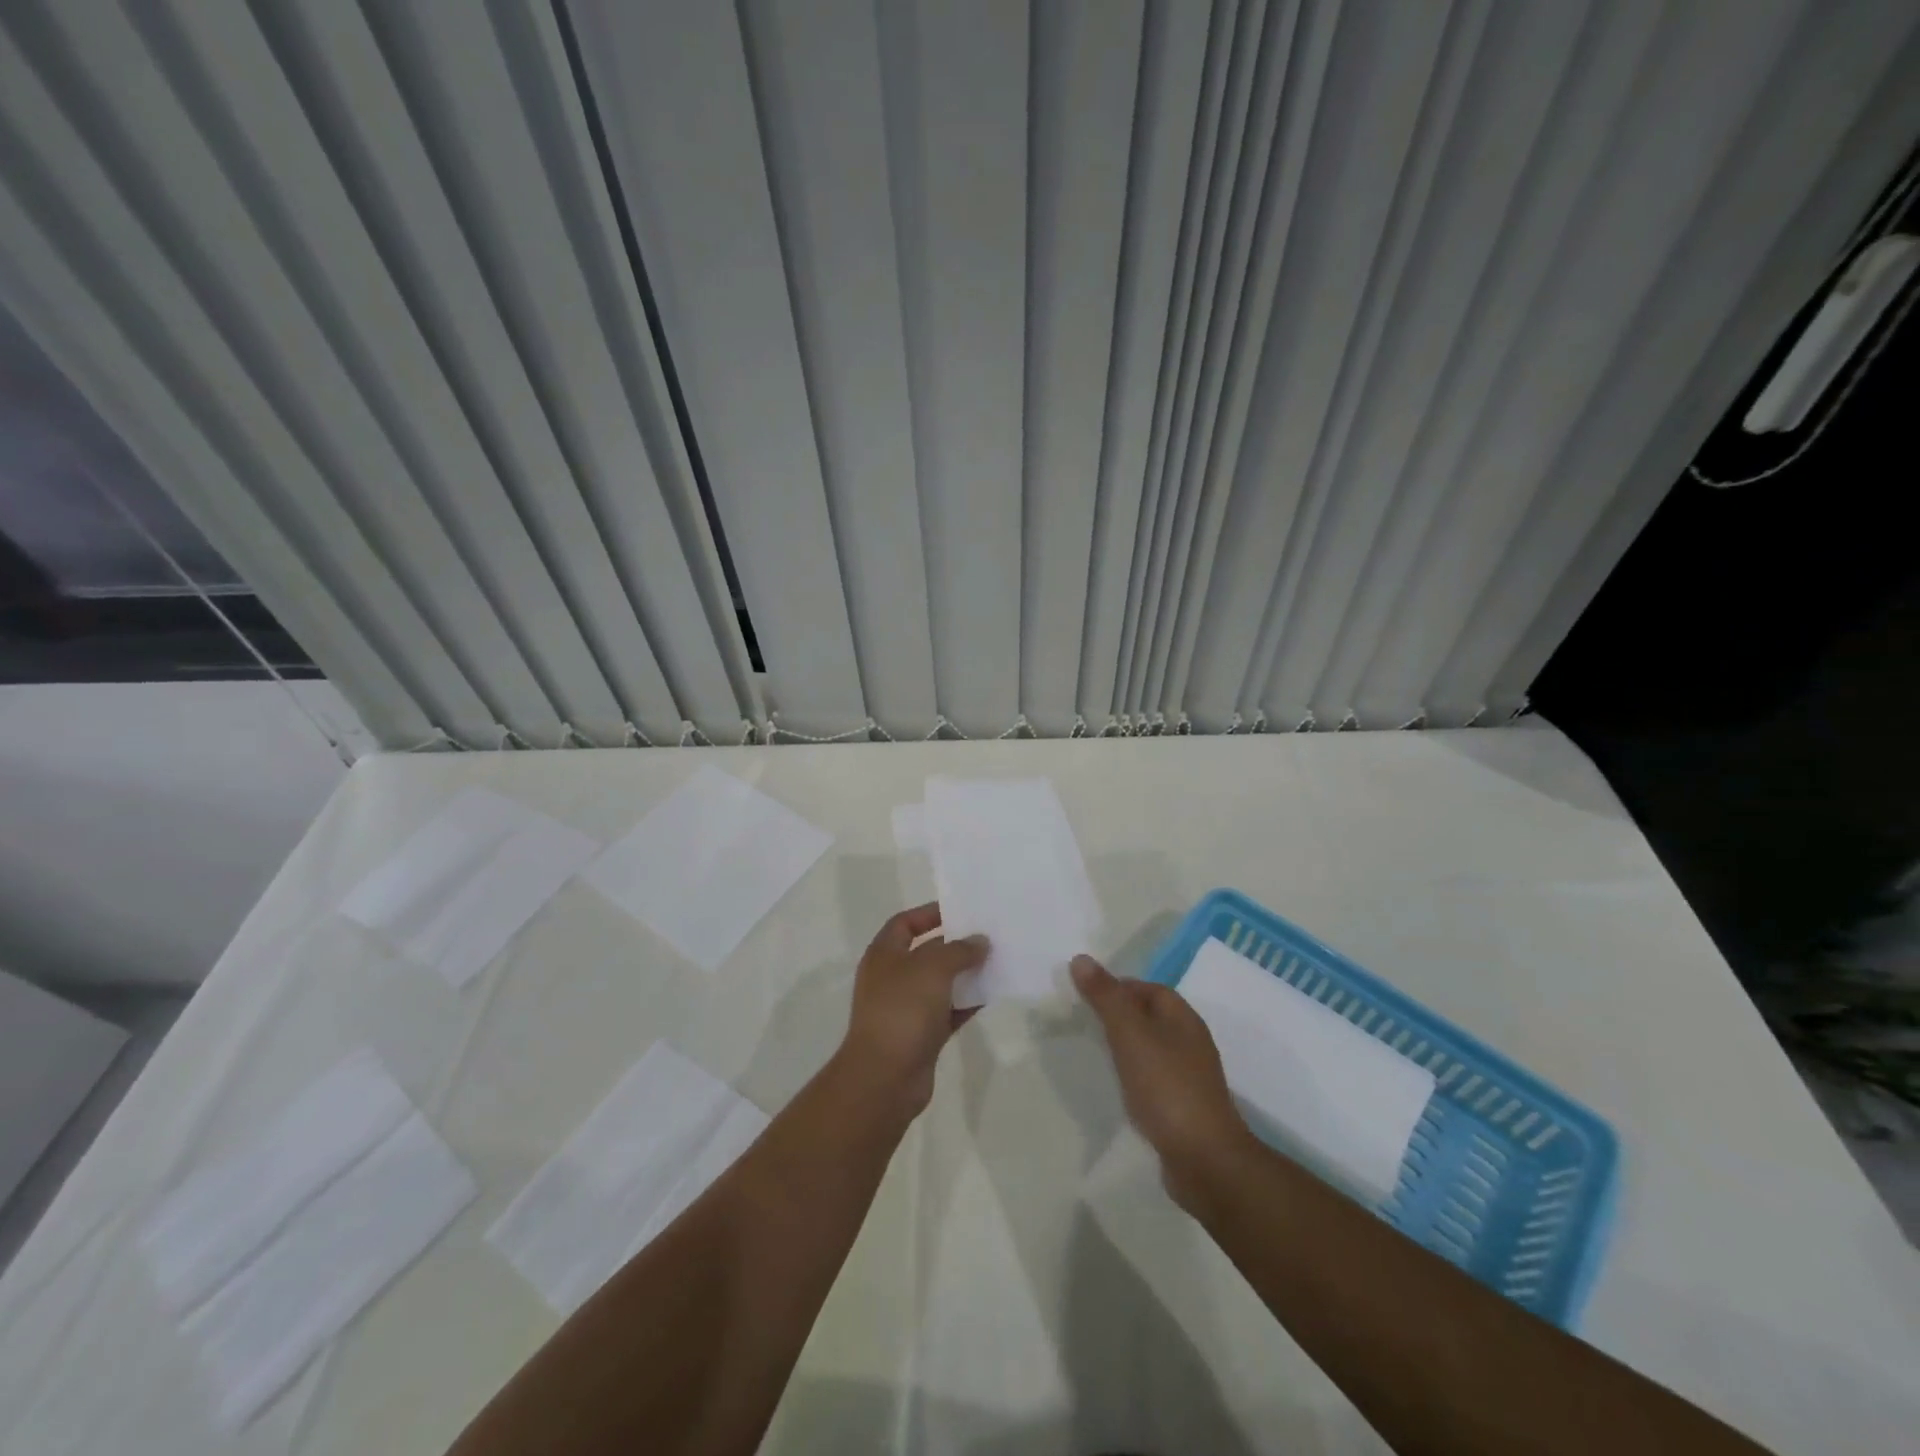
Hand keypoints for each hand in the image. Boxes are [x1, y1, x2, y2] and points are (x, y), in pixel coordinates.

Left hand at [837, 903, 987, 1117]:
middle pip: (926, 952)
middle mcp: (892, 978)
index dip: (930, 913)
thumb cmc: (902, 1010)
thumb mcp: (932, 968)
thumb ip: (959, 950)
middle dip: (955, 944)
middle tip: (988, 936)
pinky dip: (967, 1003)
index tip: (961, 911)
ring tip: (996, 962)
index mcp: (884, 954)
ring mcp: (906, 1008)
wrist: (885, 1078)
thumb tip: (980, 942)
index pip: (905, 923)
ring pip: (940, 983)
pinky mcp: (921, 1035)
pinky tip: (991, 995)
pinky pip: (948, 1011)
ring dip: (965, 974)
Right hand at [1071, 954, 1252, 1211]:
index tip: (1085, 997)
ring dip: (1125, 1048)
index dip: (1117, 987)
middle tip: (1083, 1023)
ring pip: (1150, 1049)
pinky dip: (1133, 1077)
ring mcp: (1189, 1077)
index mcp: (1182, 1018)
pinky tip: (1116, 1089)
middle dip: (1118, 1017)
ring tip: (1094, 1054)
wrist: (1205, 1161)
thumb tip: (1081, 958)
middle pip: (1149, 1017)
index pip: (1148, 988)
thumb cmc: (1167, 1088)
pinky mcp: (1184, 1108)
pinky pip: (1153, 1079)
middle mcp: (1190, 1042)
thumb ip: (1106, 997)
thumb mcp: (1130, 1035)